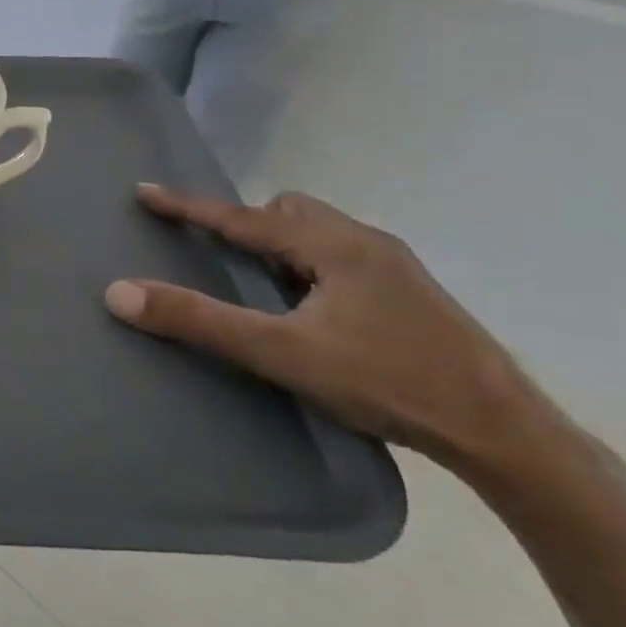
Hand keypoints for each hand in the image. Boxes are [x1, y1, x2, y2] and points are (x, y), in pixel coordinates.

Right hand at [103, 184, 550, 469]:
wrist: (506, 434)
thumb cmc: (386, 381)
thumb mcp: (281, 352)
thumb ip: (199, 321)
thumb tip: (119, 293)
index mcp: (334, 245)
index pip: (242, 216)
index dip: (189, 206)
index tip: (145, 192)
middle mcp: (366, 242)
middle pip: (289, 212)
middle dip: (248, 225)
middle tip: (222, 257)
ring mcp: (397, 268)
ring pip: (319, 235)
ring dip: (282, 247)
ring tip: (263, 288)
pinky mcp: (412, 296)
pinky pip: (342, 258)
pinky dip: (310, 267)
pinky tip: (311, 311)